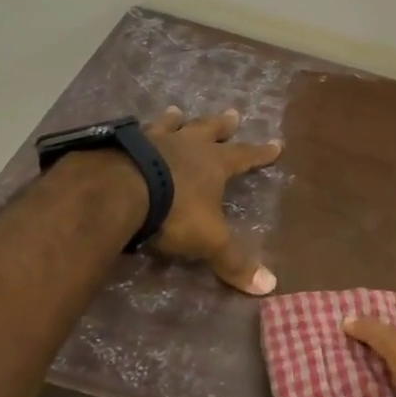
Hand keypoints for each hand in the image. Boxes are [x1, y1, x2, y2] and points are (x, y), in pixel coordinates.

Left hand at [140, 106, 281, 295]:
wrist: (118, 190)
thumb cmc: (173, 212)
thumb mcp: (209, 240)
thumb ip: (234, 261)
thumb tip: (271, 286)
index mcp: (213, 164)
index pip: (245, 156)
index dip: (261, 153)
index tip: (276, 144)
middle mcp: (187, 145)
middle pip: (209, 130)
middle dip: (222, 125)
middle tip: (233, 113)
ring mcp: (153, 140)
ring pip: (171, 125)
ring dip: (176, 120)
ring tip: (177, 110)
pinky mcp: (122, 144)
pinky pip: (134, 132)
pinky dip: (136, 131)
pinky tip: (129, 129)